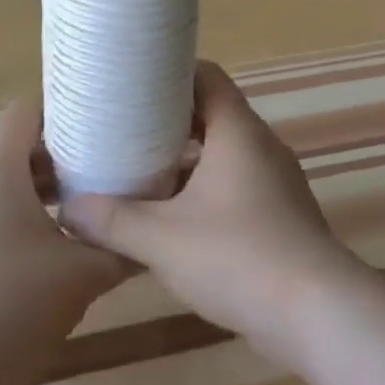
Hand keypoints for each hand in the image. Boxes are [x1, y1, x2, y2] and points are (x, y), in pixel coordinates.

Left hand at [0, 98, 128, 384]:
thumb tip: (149, 243)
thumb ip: (119, 253)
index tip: (95, 124)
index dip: (60, 109)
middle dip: (56, 162)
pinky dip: (8, 229)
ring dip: (33, 199)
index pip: (24, 111)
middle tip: (98, 177)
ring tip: (74, 223)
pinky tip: (34, 267)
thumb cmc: (6, 305)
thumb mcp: (80, 278)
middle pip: (12, 153)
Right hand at [59, 61, 369, 369]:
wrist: (316, 312)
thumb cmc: (238, 257)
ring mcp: (275, 181)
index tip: (133, 81)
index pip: (207, 76)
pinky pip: (236, 186)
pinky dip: (204, 190)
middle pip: (212, 114)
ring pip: (223, 154)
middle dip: (169, 121)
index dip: (171, 72)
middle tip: (123, 129)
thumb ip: (113, 221)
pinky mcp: (280, 215)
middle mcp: (261, 146)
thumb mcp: (163, 239)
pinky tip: (173, 218)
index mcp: (238, 131)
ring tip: (139, 172)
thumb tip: (68, 209)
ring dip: (186, 160)